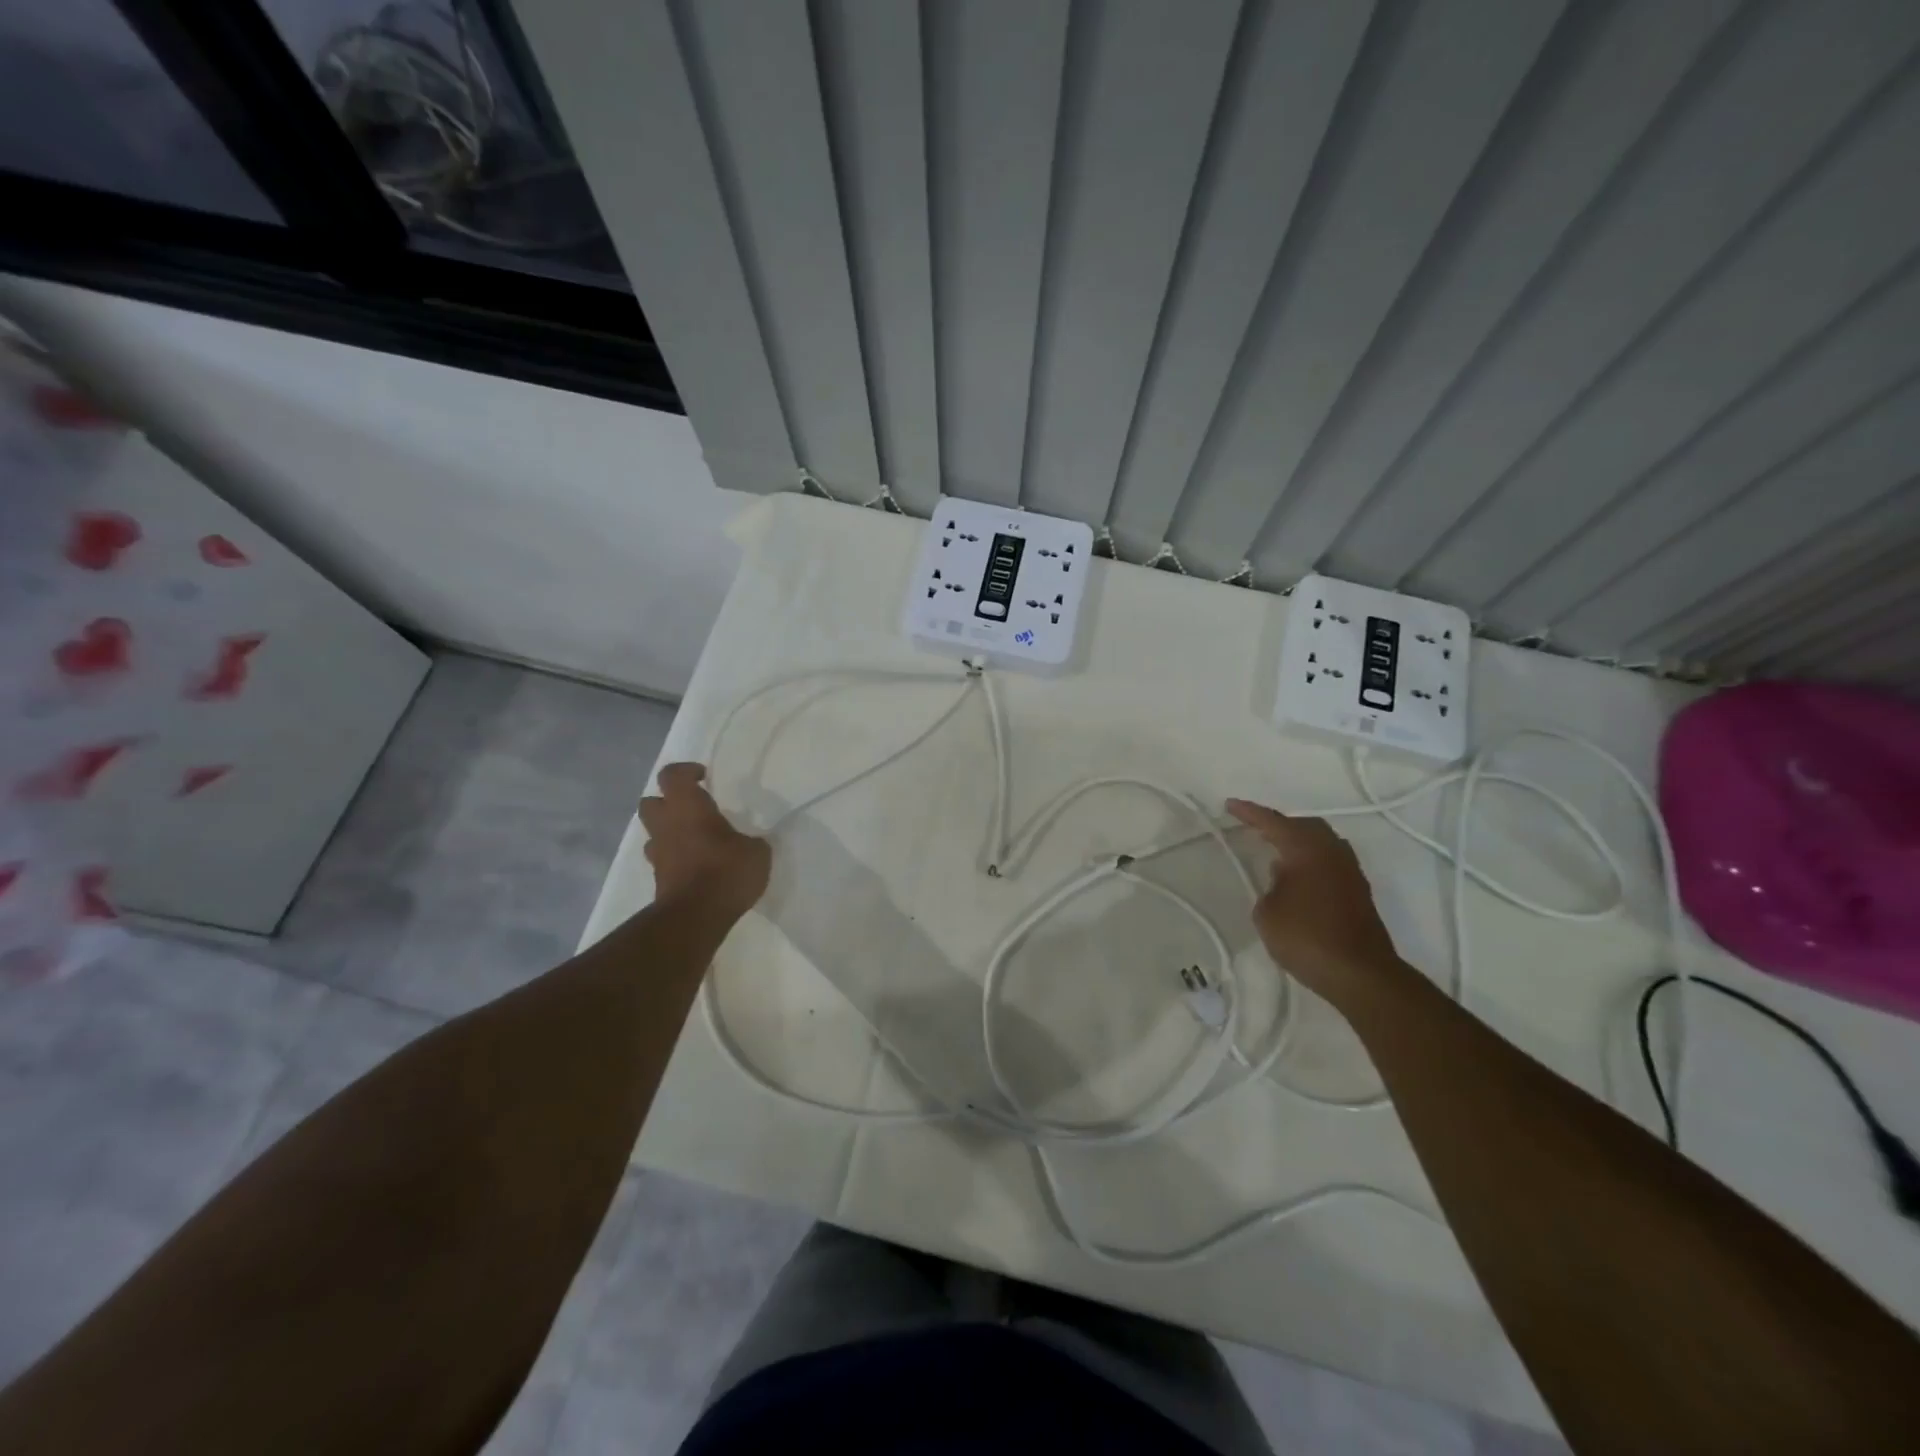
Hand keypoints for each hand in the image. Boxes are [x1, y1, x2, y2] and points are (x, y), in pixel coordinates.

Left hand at [639, 763, 770, 918]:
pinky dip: (675, 858)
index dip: (686, 771)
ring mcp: (659, 854)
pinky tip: (698, 866)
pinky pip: (663, 860)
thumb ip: (751, 842)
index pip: (672, 776)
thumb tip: (749, 844)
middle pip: (651, 802)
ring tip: (695, 839)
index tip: (704, 777)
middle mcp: (667, 826)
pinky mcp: (658, 880)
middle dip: (668, 802)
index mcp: (688, 807)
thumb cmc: (726, 871)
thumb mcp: (756, 852)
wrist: (695, 916)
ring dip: (669, 832)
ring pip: (654, 833)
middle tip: (694, 809)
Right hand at [1226, 798, 1406, 1007]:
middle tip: (1257, 829)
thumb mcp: (1267, 912)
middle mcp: (1332, 852)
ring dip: (1299, 843)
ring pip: (1322, 843)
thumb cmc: (1306, 937)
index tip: (1230, 804)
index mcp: (1306, 849)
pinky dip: (1311, 861)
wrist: (1360, 974)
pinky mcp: (1359, 893)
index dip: (1249, 812)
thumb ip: (1270, 886)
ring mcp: (1350, 872)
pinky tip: (1298, 878)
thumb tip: (1283, 878)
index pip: (1273, 822)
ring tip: (1277, 852)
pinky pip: (1330, 862)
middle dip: (1280, 825)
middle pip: (1305, 826)